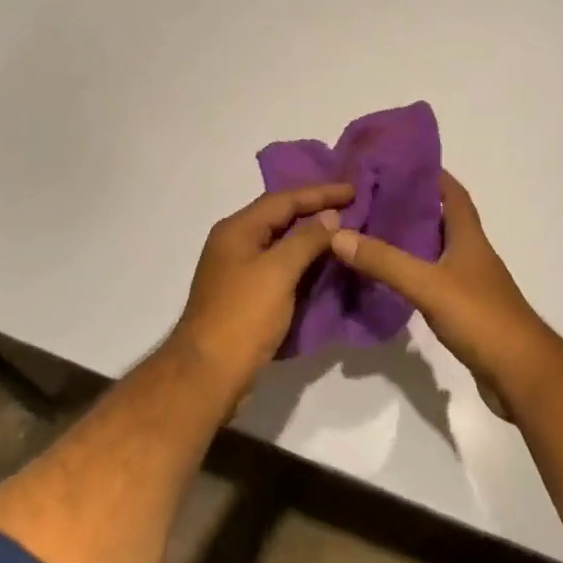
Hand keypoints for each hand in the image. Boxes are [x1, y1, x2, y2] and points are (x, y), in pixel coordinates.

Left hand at [171, 182, 354, 398]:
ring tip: (345, 233)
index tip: (354, 190)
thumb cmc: (243, 315)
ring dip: (311, 238)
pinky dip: (303, 263)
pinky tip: (325, 266)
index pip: (284, 199)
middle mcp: (235, 243)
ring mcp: (239, 271)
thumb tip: (330, 216)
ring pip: (281, 244)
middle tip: (352, 208)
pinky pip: (280, 267)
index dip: (320, 193)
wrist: (209, 373)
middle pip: (280, 217)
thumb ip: (306, 239)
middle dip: (316, 211)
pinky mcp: (246, 296)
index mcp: (237, 229)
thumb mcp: (278, 271)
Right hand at [330, 172, 547, 417]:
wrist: (522, 375)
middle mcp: (471, 254)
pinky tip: (389, 279)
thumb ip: (385, 261)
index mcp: (469, 237)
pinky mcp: (465, 310)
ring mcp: (471, 283)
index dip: (430, 174)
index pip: (453, 193)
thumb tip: (338, 234)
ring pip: (436, 251)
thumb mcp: (428, 285)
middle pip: (441, 219)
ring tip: (371, 233)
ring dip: (410, 241)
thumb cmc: (481, 318)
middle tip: (370, 199)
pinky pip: (433, 280)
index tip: (397, 164)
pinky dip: (413, 273)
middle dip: (410, 206)